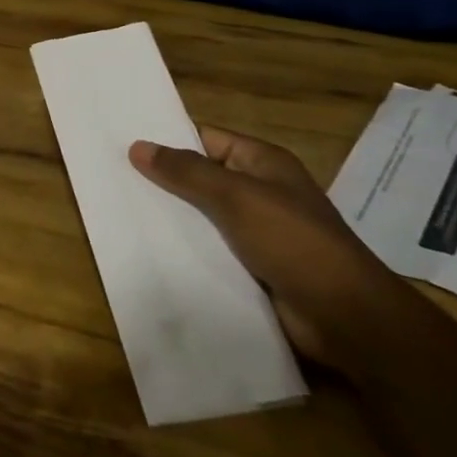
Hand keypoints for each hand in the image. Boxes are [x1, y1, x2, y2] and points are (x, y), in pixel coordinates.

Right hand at [128, 125, 413, 369]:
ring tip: (120, 215)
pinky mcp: (252, 268)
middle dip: (162, 182)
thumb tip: (138, 146)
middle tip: (111, 180)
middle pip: (200, 178)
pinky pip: (210, 251)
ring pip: (201, 217)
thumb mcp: (236, 196)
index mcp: (262, 163)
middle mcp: (259, 192)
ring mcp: (256, 232)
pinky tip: (149, 252)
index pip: (205, 139)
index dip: (167, 140)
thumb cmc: (293, 241)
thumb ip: (186, 172)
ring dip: (170, 220)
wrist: (345, 317)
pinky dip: (185, 251)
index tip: (123, 144)